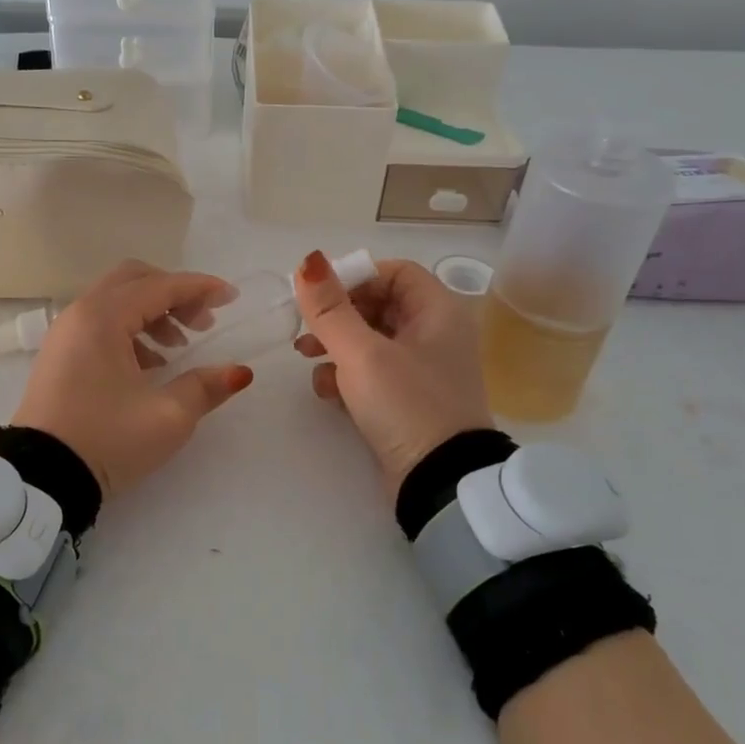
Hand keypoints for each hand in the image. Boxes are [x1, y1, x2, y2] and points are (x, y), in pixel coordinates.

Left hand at [12, 261, 254, 499]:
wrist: (40, 478)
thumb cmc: (107, 440)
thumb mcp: (167, 417)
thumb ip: (205, 387)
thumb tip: (239, 372)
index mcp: (103, 318)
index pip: (160, 286)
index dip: (200, 288)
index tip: (232, 297)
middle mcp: (80, 314)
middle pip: (134, 280)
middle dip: (174, 294)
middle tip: (203, 323)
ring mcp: (65, 334)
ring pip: (116, 301)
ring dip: (153, 313)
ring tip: (179, 348)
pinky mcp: (59, 356)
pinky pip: (100, 324)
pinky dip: (131, 330)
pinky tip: (151, 365)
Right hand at [292, 252, 492, 493]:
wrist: (439, 482)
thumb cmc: (406, 405)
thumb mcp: (362, 353)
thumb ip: (330, 309)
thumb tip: (308, 261)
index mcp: (438, 312)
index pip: (393, 272)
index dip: (354, 276)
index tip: (319, 294)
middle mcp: (435, 334)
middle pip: (378, 304)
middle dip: (338, 314)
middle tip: (306, 327)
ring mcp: (422, 369)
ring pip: (370, 339)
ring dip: (336, 343)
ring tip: (306, 356)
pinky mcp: (407, 399)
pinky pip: (372, 372)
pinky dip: (347, 375)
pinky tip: (326, 391)